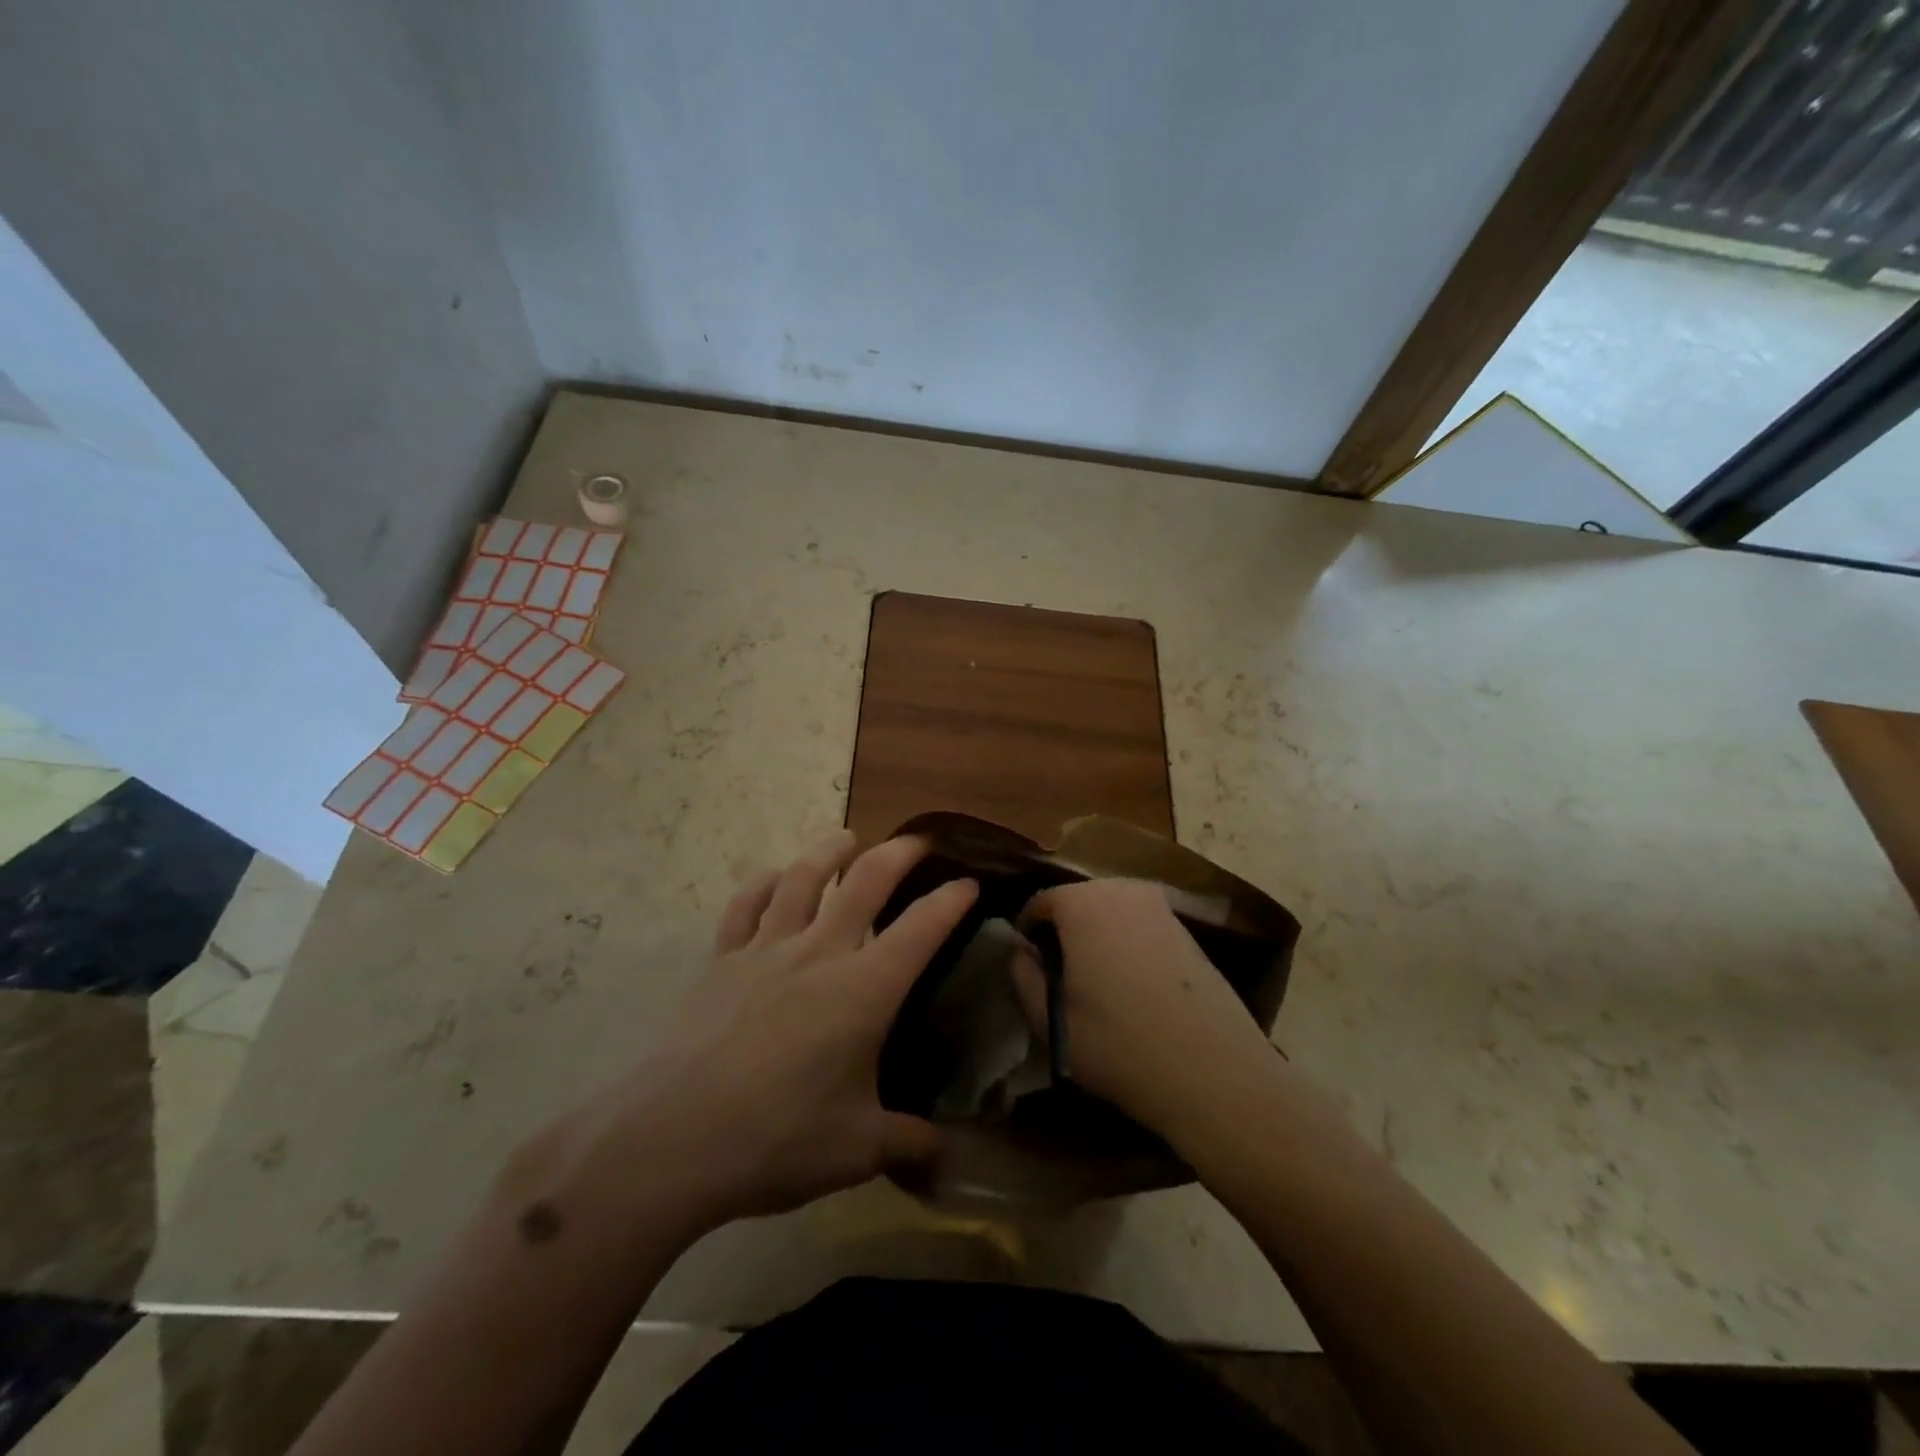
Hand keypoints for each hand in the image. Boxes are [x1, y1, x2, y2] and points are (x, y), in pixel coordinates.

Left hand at [579, 830, 976, 1232]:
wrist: (672, 1141)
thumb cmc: (778, 1139)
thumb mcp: (858, 1150)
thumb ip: (909, 1144)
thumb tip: (949, 1159)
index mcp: (864, 989)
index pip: (922, 928)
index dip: (951, 900)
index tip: (970, 883)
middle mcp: (820, 952)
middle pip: (866, 882)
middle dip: (899, 854)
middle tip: (918, 842)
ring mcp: (766, 951)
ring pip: (802, 878)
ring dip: (829, 852)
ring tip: (846, 839)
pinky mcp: (721, 962)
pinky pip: (745, 907)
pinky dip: (762, 884)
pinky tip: (771, 878)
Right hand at [1015, 879, 1278, 1134]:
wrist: (1214, 1072)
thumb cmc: (1120, 1045)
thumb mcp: (1050, 1021)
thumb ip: (1022, 976)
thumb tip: (1020, 951)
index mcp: (1082, 902)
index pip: (1038, 904)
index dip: (1026, 936)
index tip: (1029, 971)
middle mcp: (1122, 888)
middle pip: (1076, 903)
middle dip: (1063, 933)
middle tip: (1059, 979)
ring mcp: (1161, 906)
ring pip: (1110, 913)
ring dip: (1096, 939)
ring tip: (1096, 987)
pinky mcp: (1188, 928)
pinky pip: (1140, 926)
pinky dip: (1127, 945)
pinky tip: (1133, 989)